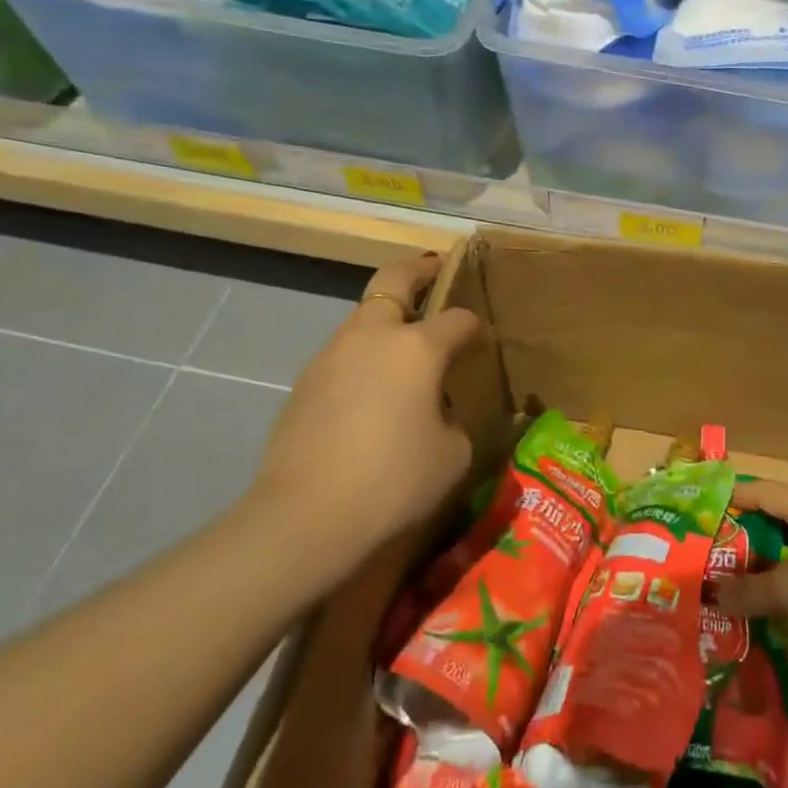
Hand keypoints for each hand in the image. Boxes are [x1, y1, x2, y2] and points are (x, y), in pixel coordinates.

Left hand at [242, 254, 486, 561]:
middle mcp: (372, 336)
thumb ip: (454, 420)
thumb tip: (439, 413)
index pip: (458, 319)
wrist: (305, 518)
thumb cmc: (394, 481)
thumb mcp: (453, 454)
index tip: (482, 340)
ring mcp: (331, 356)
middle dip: (419, 270)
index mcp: (417, 347)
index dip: (475, 327)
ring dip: (387, 320)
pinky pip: (343, 355)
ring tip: (405, 351)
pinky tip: (372, 396)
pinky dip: (363, 359)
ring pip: (363, 317)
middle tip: (436, 271)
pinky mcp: (304, 383)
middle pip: (394, 279)